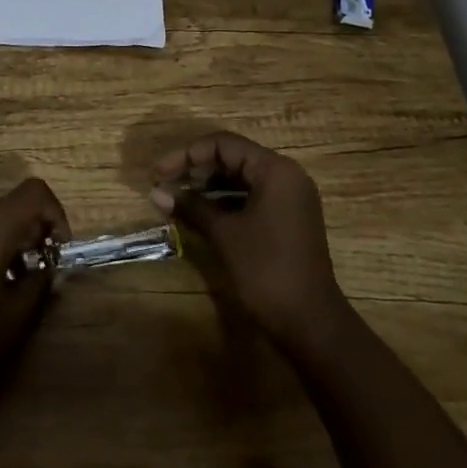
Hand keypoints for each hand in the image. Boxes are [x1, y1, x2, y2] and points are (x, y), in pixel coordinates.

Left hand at [0, 177, 69, 418]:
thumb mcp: (15, 315)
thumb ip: (40, 281)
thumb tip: (49, 266)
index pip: (34, 192)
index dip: (56, 214)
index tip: (59, 251)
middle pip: (12, 205)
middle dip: (34, 232)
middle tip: (41, 271)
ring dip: (10, 242)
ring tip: (14, 284)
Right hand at [151, 132, 346, 351]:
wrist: (310, 323)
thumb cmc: (266, 269)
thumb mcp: (224, 234)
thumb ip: (191, 206)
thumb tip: (156, 192)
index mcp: (275, 169)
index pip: (224, 144)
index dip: (187, 154)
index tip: (159, 173)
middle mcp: (286, 175)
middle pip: (233, 158)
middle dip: (196, 169)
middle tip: (165, 185)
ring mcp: (290, 198)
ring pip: (242, 178)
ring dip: (209, 186)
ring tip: (177, 198)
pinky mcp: (288, 219)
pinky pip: (252, 197)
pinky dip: (226, 202)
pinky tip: (201, 213)